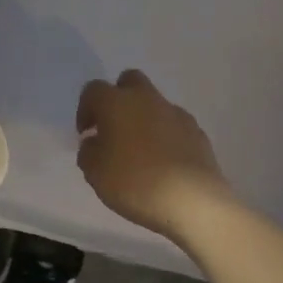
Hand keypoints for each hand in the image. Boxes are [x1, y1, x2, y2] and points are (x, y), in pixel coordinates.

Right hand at [76, 70, 228, 239]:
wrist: (192, 201)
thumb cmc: (133, 182)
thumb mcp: (94, 172)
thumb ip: (89, 151)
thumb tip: (95, 142)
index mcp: (116, 103)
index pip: (93, 90)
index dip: (85, 109)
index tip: (86, 134)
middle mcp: (146, 99)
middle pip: (130, 81)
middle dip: (118, 98)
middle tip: (113, 128)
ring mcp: (176, 114)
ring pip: (154, 103)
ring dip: (143, 118)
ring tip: (140, 151)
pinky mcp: (197, 132)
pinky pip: (174, 124)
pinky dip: (165, 135)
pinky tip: (163, 162)